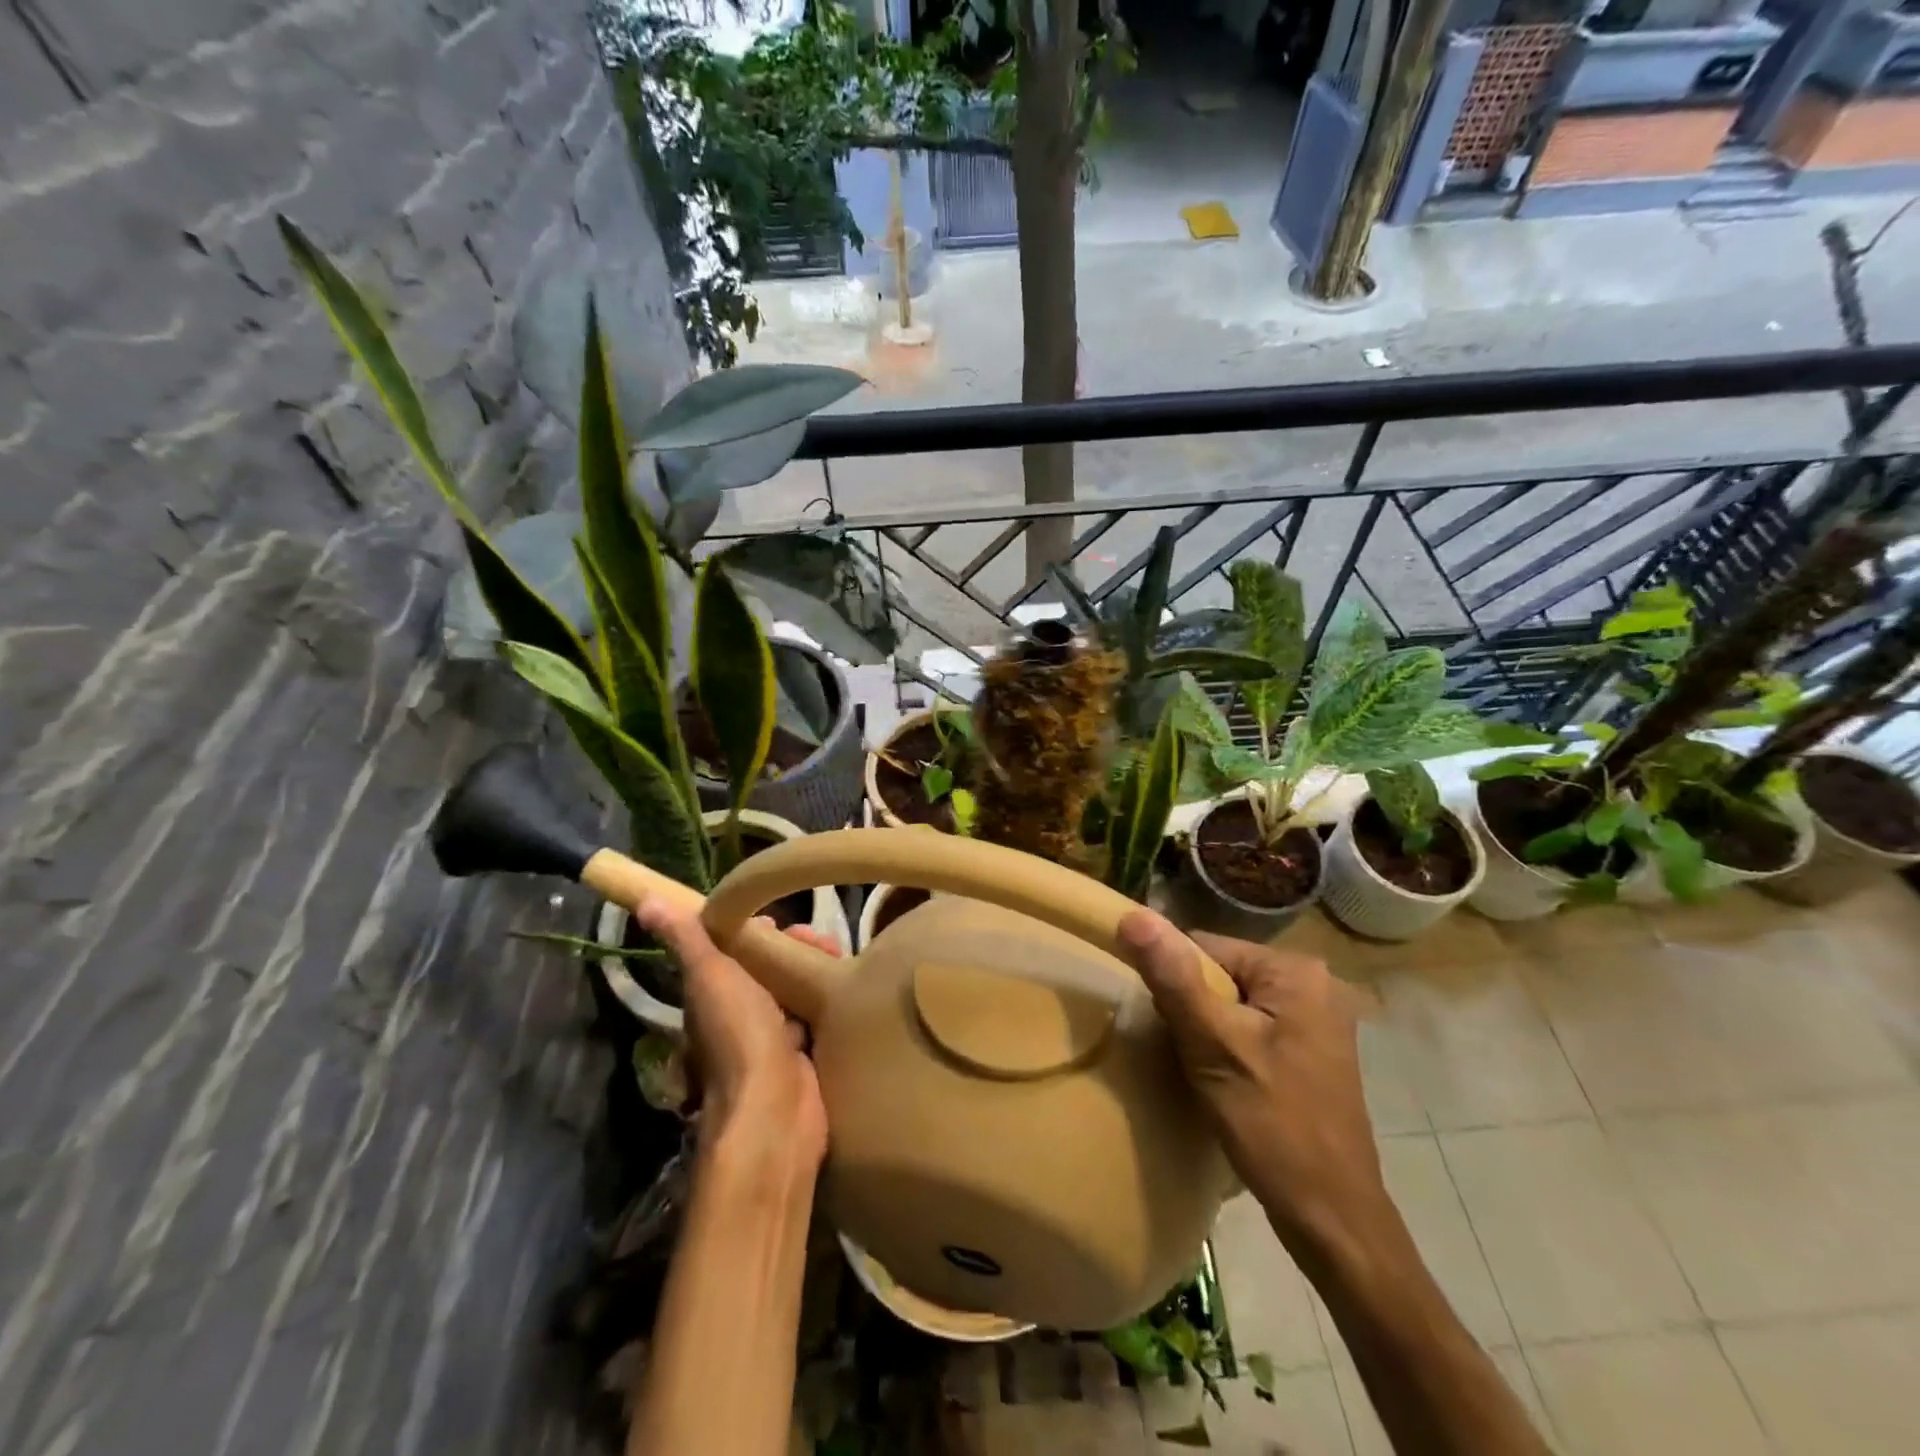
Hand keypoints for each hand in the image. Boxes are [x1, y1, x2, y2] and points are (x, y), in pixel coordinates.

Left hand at [635, 903, 833, 1176]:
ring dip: (815, 970)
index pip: (734, 951)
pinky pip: (817, 1016)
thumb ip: (686, 939)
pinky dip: (829, 999)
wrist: (774, 1109)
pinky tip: (848, 986)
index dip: (757, 930)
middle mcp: (741, 1014)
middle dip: (795, 948)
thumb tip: (645, 901)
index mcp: (714, 995)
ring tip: (839, 958)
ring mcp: (773, 1037)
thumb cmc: (738, 1035)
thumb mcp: (709, 977)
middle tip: (823, 941)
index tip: (782, 920)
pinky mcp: (804, 1054)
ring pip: (796, 989)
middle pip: (770, 968)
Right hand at [1117, 910, 1387, 1246]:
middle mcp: (1314, 984)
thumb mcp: (1212, 1045)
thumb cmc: (1273, 1126)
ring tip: (1201, 1069)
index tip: (1166, 1026)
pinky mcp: (1313, 1050)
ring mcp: (1318, 1020)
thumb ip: (1173, 977)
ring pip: (1234, 1002)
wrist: (1333, 1219)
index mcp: (1295, 971)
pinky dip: (1230, 1045)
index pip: (1205, 947)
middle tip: (1185, 1053)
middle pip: (1221, 973)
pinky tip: (1224, 1080)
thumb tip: (1132, 915)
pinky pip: (1253, 1026)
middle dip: (1193, 1008)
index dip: (1174, 982)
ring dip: (1208, 1030)